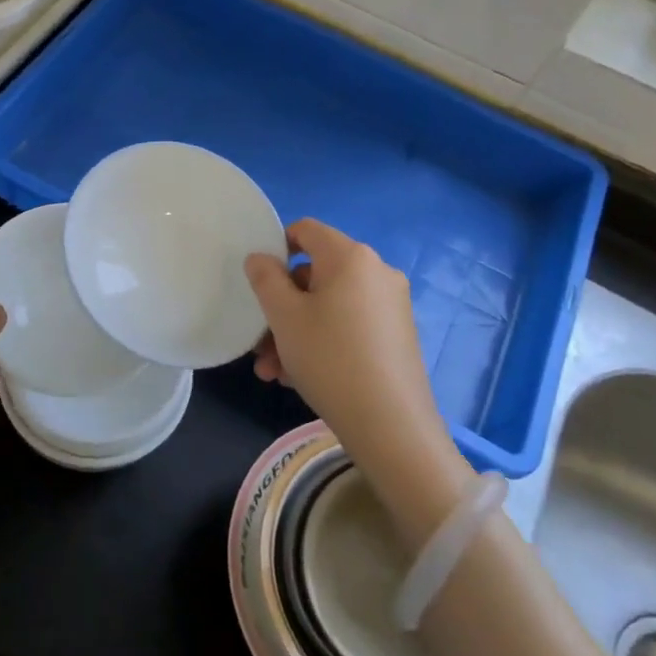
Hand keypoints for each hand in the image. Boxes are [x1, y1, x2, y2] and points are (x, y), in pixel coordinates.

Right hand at [246, 220, 474, 535]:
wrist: (391, 425)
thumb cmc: (329, 358)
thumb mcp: (283, 316)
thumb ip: (265, 278)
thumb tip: (260, 258)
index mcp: (350, 256)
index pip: (306, 230)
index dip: (276, 248)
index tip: (259, 282)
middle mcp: (376, 272)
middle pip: (315, 275)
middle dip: (281, 307)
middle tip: (260, 344)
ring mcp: (391, 305)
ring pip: (329, 306)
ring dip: (295, 332)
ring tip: (273, 372)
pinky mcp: (397, 336)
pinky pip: (348, 326)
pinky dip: (322, 342)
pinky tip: (299, 379)